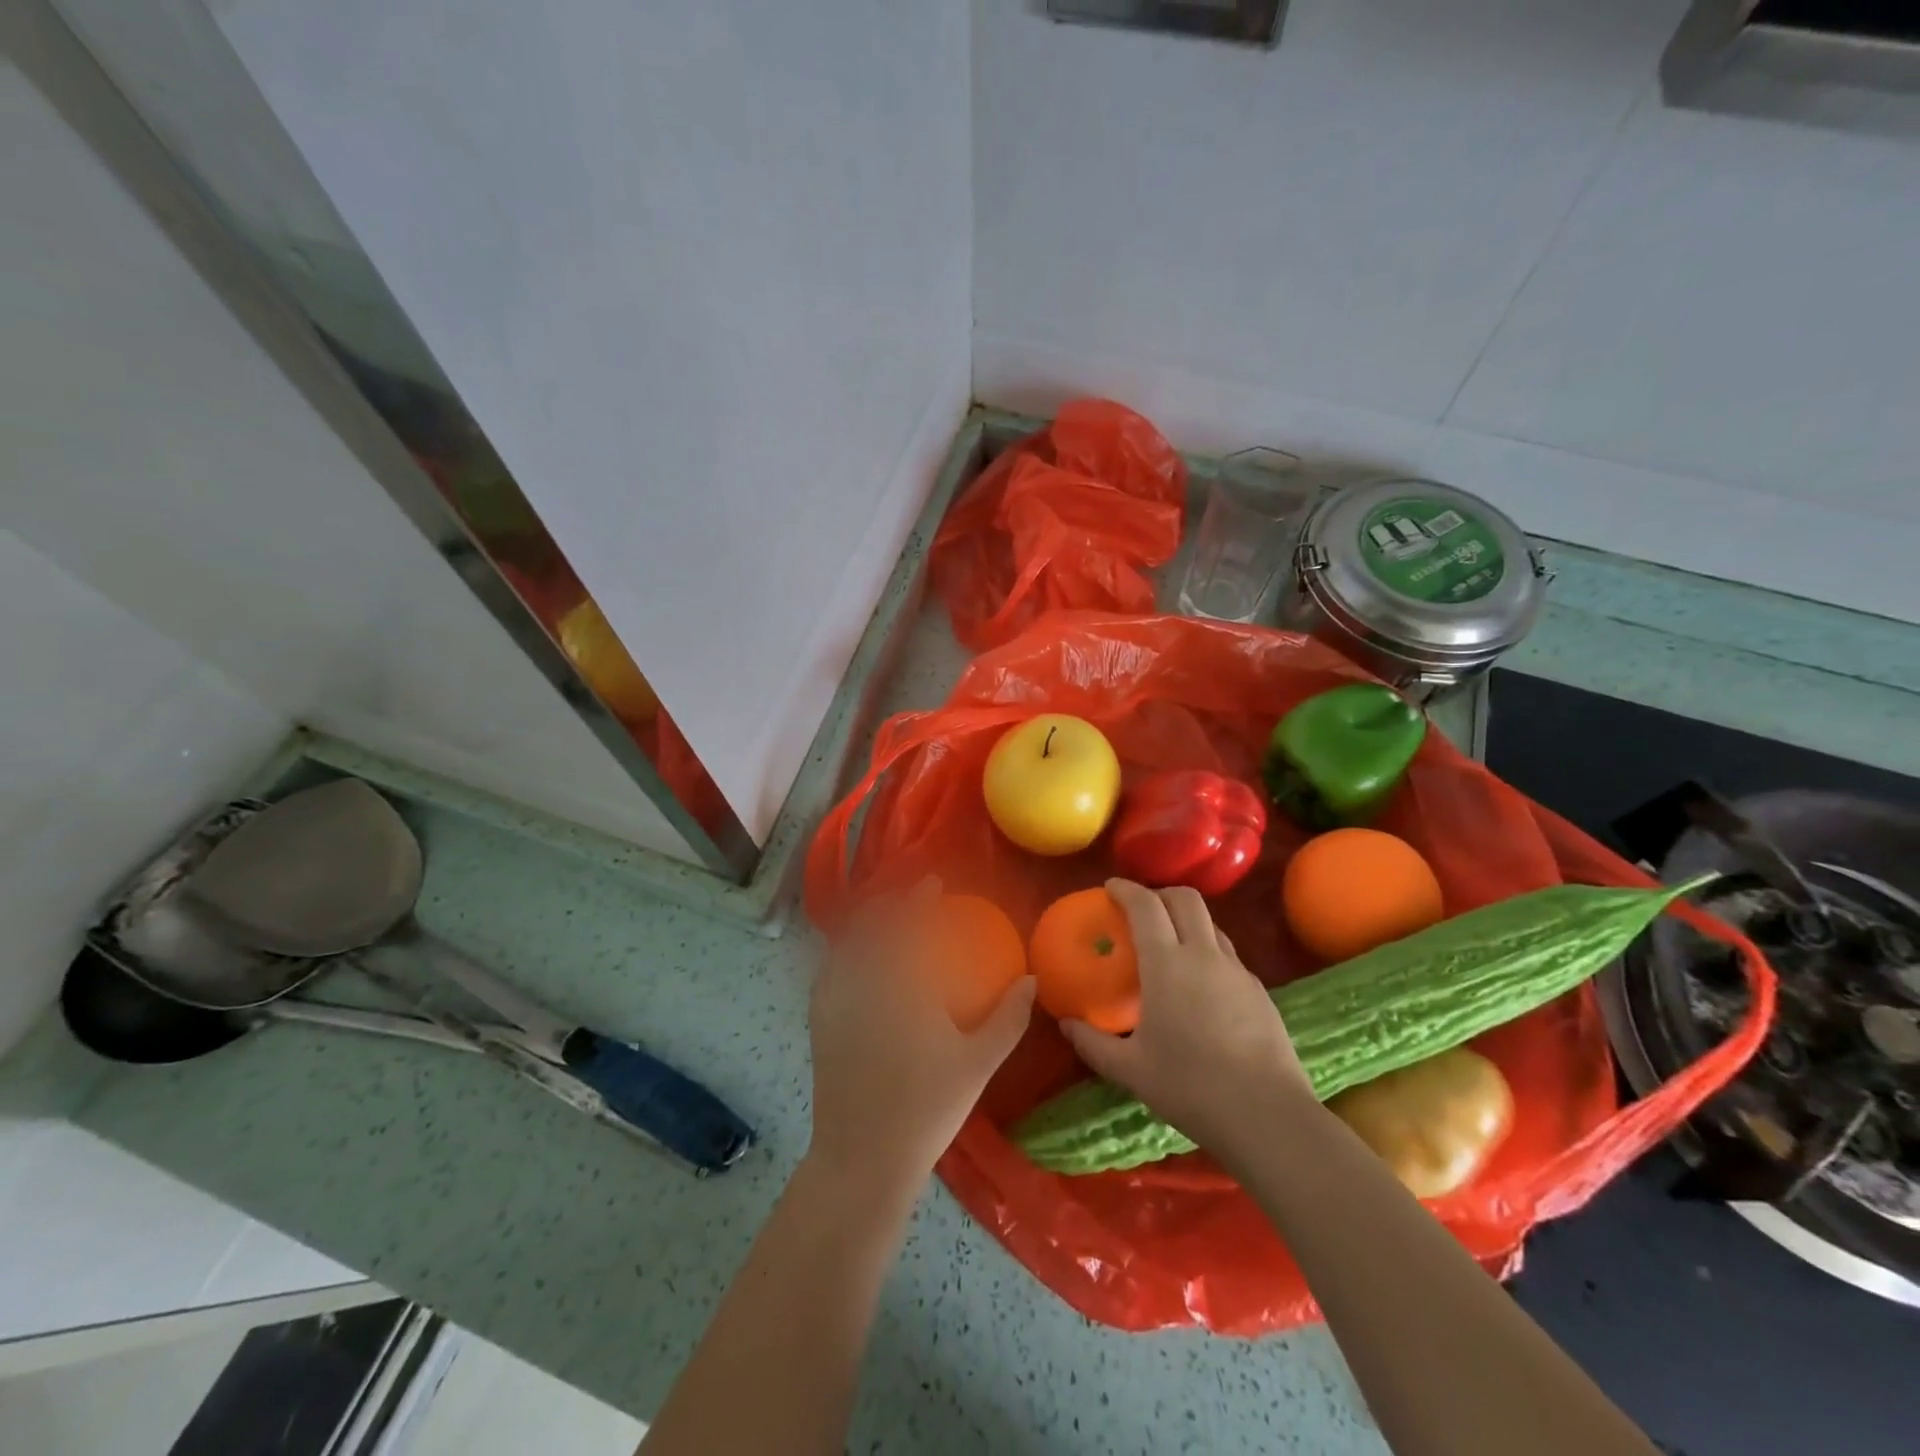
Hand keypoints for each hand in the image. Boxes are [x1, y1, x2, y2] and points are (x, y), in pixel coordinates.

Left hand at [807, 880, 1035, 1197]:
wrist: (863, 1155)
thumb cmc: (927, 1107)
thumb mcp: (979, 1063)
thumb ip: (1009, 1017)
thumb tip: (1031, 979)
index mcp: (903, 985)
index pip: (908, 925)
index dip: (919, 899)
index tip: (933, 884)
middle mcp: (864, 980)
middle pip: (871, 925)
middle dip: (889, 903)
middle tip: (908, 898)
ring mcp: (835, 999)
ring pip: (846, 943)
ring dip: (865, 922)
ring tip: (884, 919)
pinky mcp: (818, 1019)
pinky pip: (828, 968)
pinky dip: (843, 950)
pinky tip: (854, 957)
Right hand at [1060, 879, 1318, 1167]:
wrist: (1268, 1116)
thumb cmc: (1190, 1088)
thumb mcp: (1130, 1070)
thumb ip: (1092, 1043)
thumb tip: (1066, 1023)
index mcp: (1167, 964)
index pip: (1146, 905)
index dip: (1126, 889)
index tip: (1110, 888)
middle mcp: (1204, 955)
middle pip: (1185, 899)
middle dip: (1160, 894)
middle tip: (1141, 909)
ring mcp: (1237, 971)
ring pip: (1211, 924)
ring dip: (1187, 920)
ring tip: (1170, 944)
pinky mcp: (1260, 991)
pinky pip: (1228, 954)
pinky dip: (1208, 951)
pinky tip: (1201, 986)